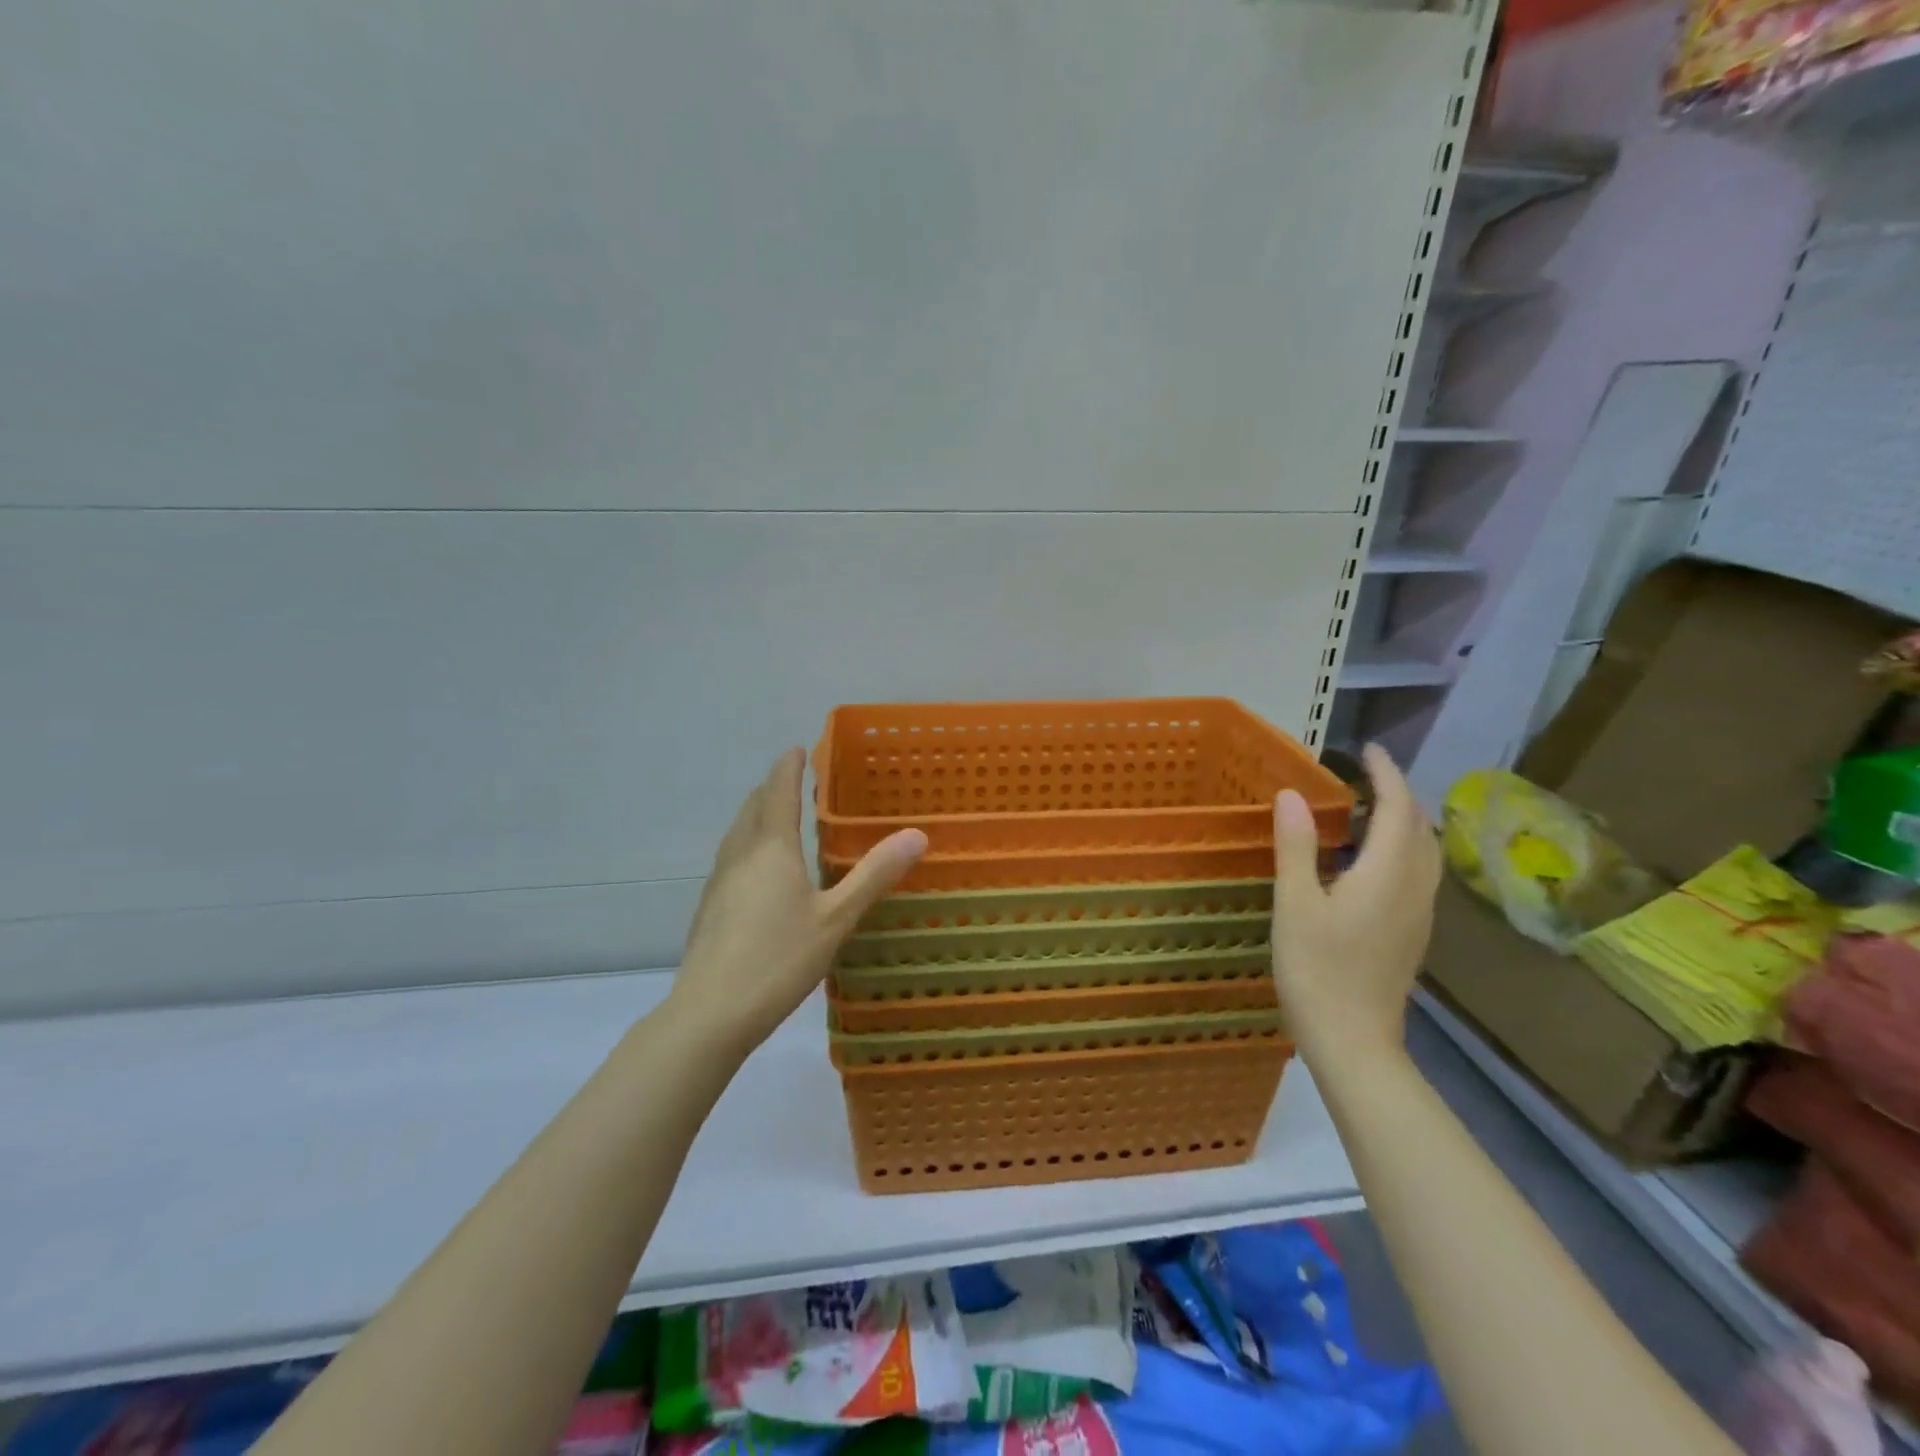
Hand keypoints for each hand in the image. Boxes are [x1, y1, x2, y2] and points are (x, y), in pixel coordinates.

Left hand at [669, 748, 926, 1050]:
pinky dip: (748, 845)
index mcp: (771, 849)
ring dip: (756, 816)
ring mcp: (718, 883)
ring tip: (777, 818)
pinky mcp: (709, 909)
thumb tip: (916, 834)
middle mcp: (740, 856)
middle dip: (771, 788)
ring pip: (737, 834)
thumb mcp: (836, 918)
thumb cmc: (779, 958)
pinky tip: (759, 872)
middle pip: (752, 808)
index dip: (788, 768)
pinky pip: (731, 859)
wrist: (710, 1013)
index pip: (778, 792)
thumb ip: (874, 875)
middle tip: (793, 781)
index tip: (797, 749)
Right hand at [1271, 744, 1440, 1058]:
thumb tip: (1290, 795)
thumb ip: (1296, 847)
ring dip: (1405, 822)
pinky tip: (1372, 861)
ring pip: (1425, 853)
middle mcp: (1414, 889)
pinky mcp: (1413, 934)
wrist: (1354, 1042)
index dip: (1387, 775)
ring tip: (1372, 810)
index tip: (1368, 751)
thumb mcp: (1295, 905)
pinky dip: (1403, 849)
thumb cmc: (1317, 971)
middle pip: (1421, 828)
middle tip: (1366, 776)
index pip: (1399, 809)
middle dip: (1400, 795)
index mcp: (1387, 875)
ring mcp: (1419, 915)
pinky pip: (1419, 874)